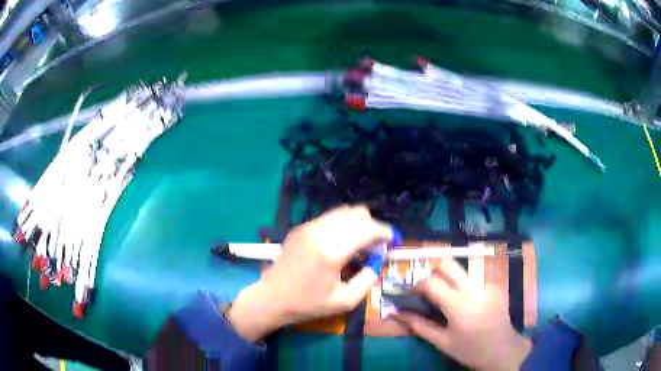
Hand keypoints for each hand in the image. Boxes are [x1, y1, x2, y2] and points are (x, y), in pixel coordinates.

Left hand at [227, 205, 392, 341]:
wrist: (271, 298)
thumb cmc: (308, 304)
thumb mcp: (345, 300)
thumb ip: (368, 277)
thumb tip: (378, 258)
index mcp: (332, 250)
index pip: (368, 229)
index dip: (385, 232)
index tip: (392, 241)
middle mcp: (320, 231)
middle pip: (357, 212)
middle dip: (371, 225)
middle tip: (375, 245)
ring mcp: (308, 226)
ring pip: (342, 211)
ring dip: (356, 223)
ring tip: (358, 244)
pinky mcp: (300, 227)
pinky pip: (328, 218)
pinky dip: (341, 225)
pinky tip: (340, 243)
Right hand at [392, 259, 531, 370]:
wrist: (503, 350)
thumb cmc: (470, 350)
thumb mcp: (442, 342)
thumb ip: (419, 325)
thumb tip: (397, 313)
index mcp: (458, 305)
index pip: (431, 282)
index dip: (417, 284)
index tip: (411, 294)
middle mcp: (474, 289)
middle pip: (448, 264)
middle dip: (433, 272)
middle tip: (429, 290)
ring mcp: (487, 284)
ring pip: (461, 272)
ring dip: (450, 281)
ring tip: (450, 301)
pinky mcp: (495, 285)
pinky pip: (474, 280)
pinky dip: (465, 289)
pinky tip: (470, 305)